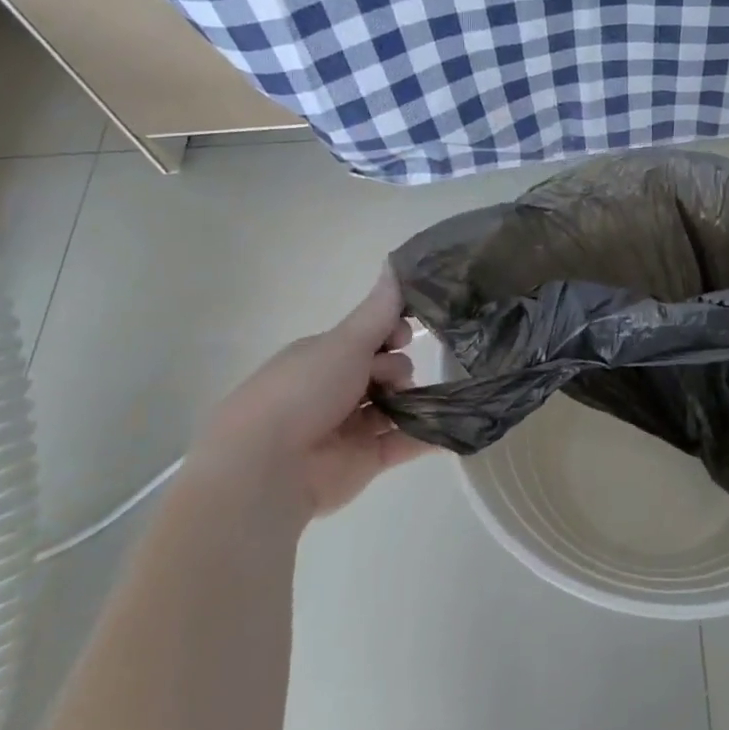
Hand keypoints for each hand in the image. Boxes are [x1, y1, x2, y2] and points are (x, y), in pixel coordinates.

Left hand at [193, 268, 432, 524]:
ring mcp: (351, 427)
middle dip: (398, 368)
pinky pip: (406, 443)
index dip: (390, 333)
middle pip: (385, 370)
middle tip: (392, 378)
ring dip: (416, 400)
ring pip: (397, 406)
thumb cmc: (303, 391)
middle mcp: (336, 390)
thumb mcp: (345, 342)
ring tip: (426, 401)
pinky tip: (459, 423)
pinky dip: (430, 435)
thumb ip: (379, 310)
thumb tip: (396, 263)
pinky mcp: (367, 461)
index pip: (367, 338)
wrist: (269, 466)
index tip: (403, 335)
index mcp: (323, 358)